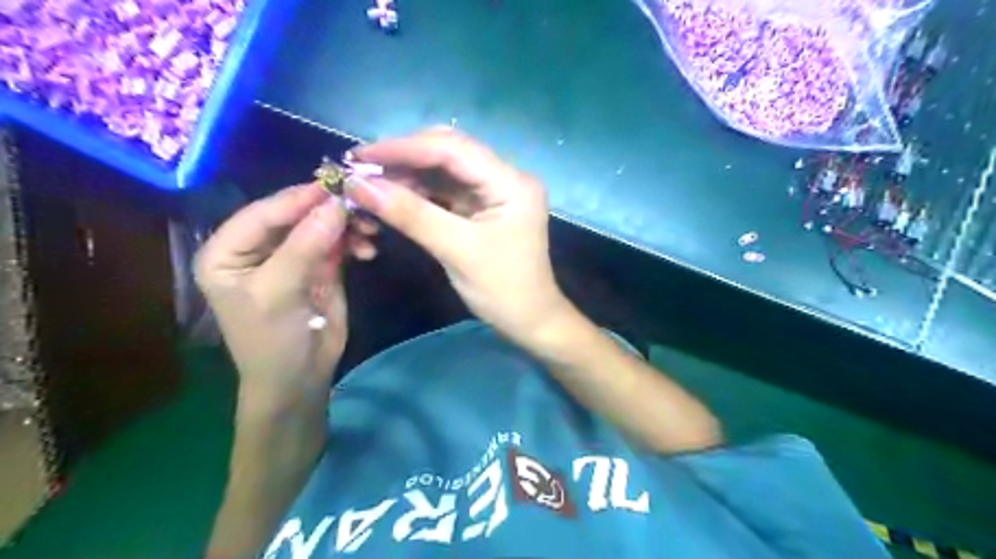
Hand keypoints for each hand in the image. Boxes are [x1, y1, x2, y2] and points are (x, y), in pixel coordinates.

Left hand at [192, 185, 375, 407]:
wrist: (299, 378)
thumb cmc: (272, 339)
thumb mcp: (280, 291)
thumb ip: (305, 245)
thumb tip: (336, 204)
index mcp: (228, 250)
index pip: (264, 212)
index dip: (300, 198)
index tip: (338, 185)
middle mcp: (259, 247)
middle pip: (296, 215)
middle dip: (329, 211)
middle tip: (363, 206)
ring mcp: (292, 256)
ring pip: (321, 226)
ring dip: (347, 226)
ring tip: (370, 232)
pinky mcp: (320, 267)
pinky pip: (338, 243)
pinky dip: (354, 242)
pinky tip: (368, 250)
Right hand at [348, 130, 566, 345]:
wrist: (528, 321)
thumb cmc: (502, 289)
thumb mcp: (456, 250)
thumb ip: (410, 215)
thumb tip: (358, 186)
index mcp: (511, 182)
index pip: (452, 149)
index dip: (403, 148)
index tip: (360, 157)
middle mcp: (504, 178)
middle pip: (448, 153)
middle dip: (403, 158)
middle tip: (360, 169)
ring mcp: (494, 193)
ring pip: (444, 171)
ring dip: (407, 176)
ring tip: (369, 184)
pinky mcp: (483, 208)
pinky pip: (445, 191)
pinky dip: (418, 193)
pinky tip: (393, 197)